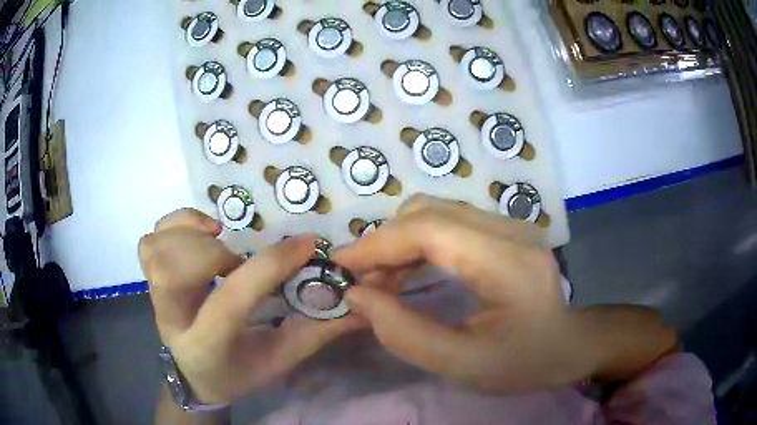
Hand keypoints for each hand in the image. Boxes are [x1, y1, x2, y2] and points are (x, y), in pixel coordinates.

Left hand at [138, 209, 361, 404]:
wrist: (193, 374)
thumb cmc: (238, 372)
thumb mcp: (280, 360)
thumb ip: (317, 332)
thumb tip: (358, 304)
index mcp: (208, 346)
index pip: (231, 300)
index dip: (270, 266)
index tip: (307, 244)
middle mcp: (172, 319)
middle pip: (174, 272)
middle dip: (214, 254)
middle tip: (238, 260)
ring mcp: (154, 297)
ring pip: (156, 251)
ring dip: (192, 237)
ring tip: (218, 246)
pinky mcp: (148, 279)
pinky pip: (150, 240)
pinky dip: (175, 226)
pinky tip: (200, 235)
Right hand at [334, 195, 677, 390]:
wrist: (569, 344)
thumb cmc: (525, 361)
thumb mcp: (462, 364)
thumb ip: (404, 333)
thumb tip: (358, 296)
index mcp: (510, 263)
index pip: (432, 230)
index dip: (379, 242)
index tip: (341, 263)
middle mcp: (512, 230)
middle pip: (430, 212)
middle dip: (385, 241)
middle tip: (362, 279)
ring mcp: (510, 224)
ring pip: (436, 211)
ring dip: (399, 239)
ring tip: (381, 278)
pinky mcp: (503, 230)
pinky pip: (448, 221)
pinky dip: (417, 241)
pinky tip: (408, 270)